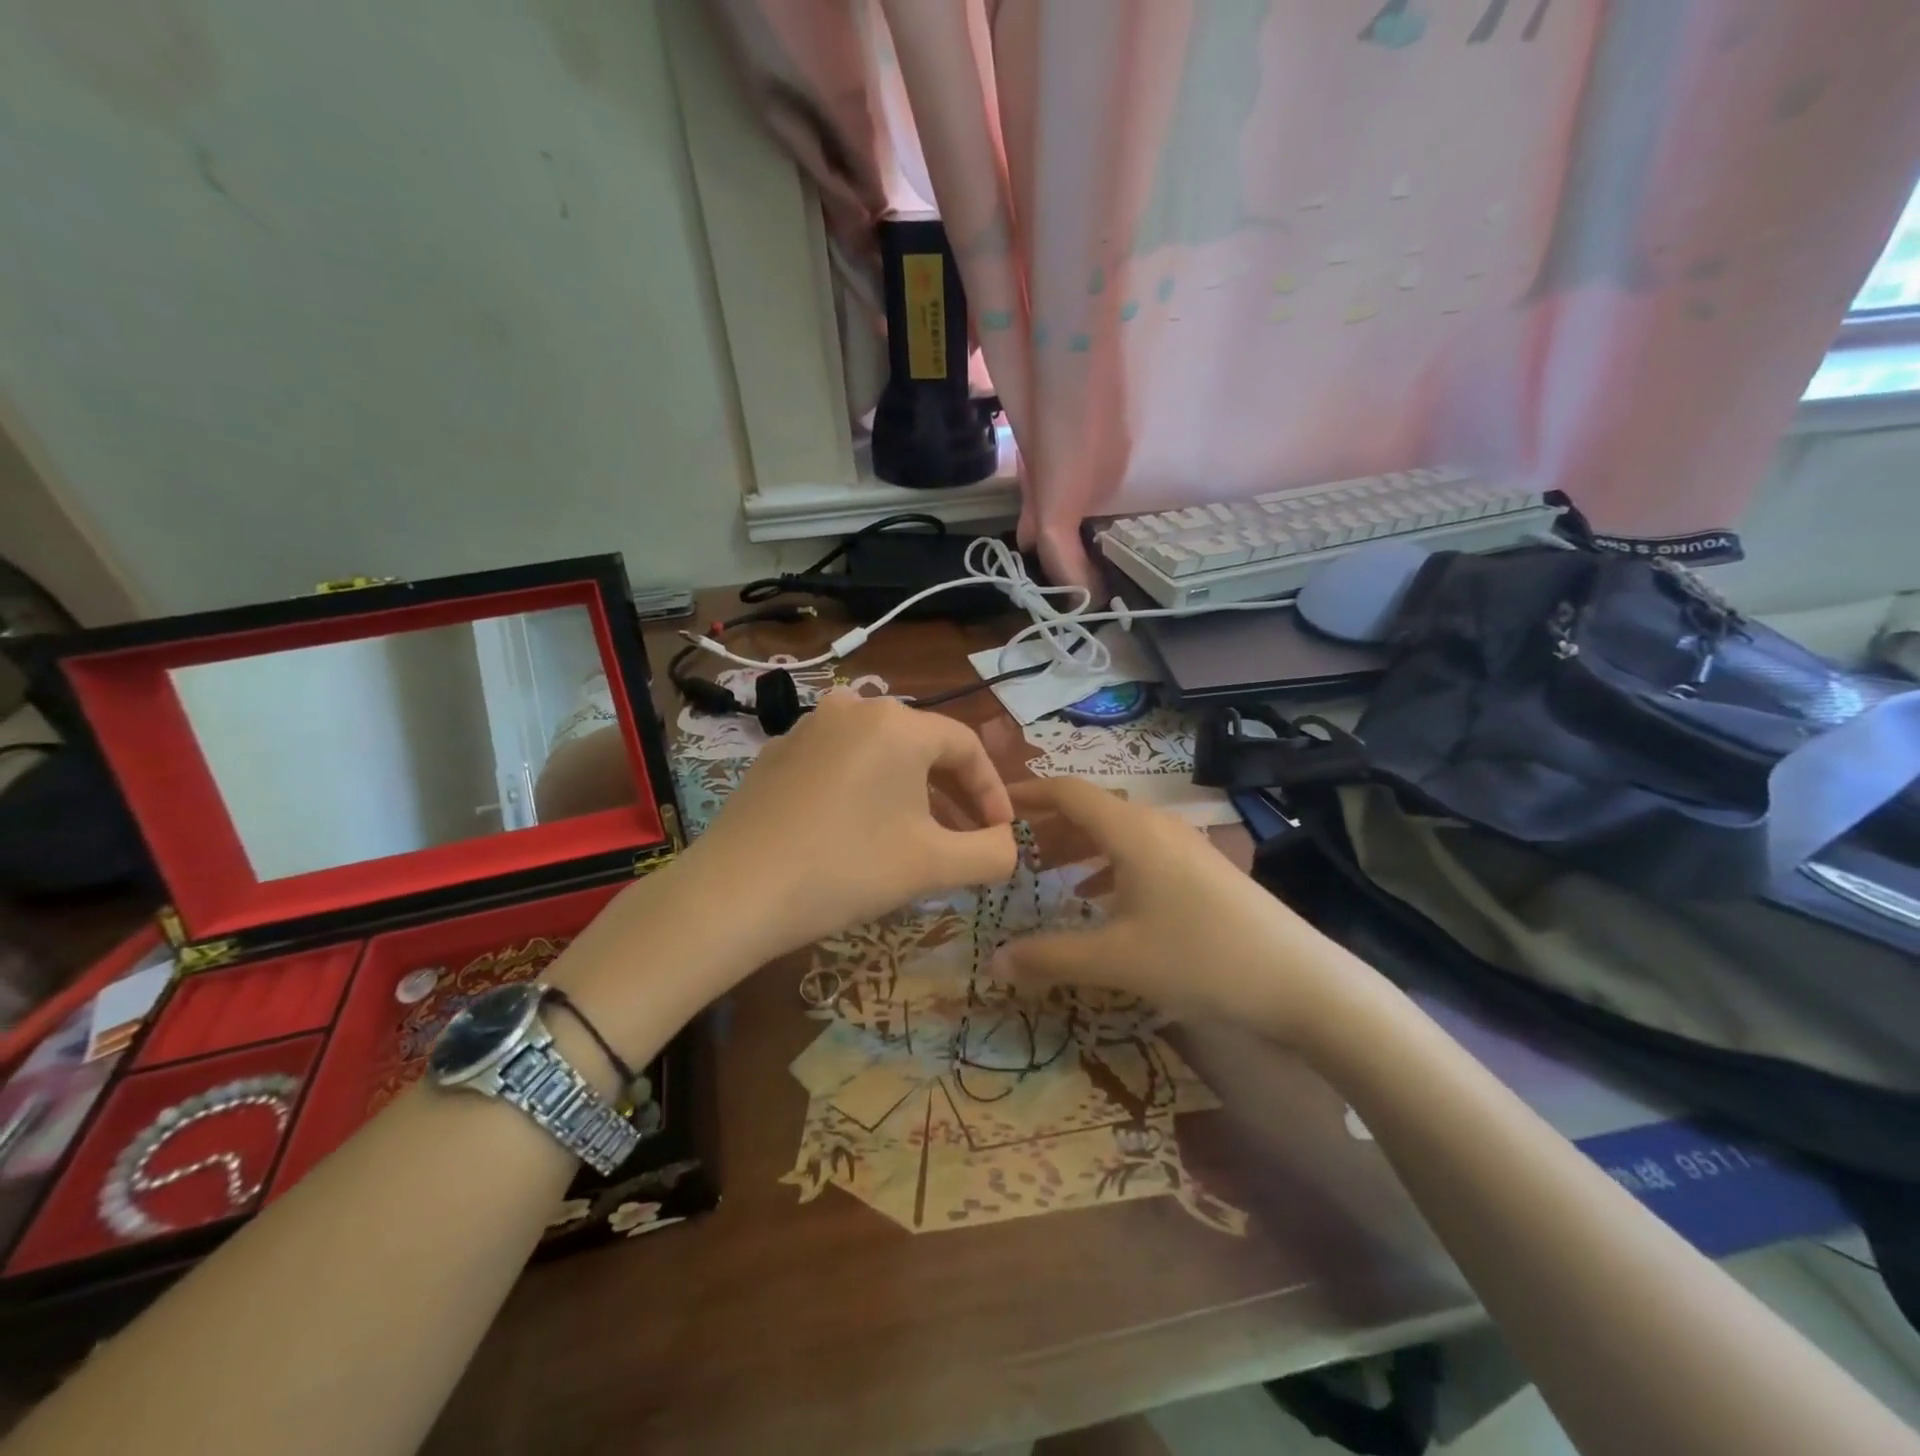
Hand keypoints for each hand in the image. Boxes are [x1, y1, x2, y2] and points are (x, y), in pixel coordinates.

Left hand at [679, 692, 1016, 964]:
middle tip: (965, 836)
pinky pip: (840, 761)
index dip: (992, 791)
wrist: (735, 892)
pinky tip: (858, 829)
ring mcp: (808, 726)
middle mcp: (854, 707)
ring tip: (916, 835)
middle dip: (952, 792)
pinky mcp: (777, 752)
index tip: (1000, 833)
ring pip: (880, 753)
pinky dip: (865, 789)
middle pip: (923, 746)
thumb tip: (1009, 846)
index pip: (966, 746)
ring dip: (909, 791)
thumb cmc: (847, 868)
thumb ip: (992, 853)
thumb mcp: (934, 865)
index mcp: (898, 723)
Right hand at [996, 778, 1367, 1043]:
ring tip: (1046, 875)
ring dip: (1079, 848)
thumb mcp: (1116, 960)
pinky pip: (1140, 854)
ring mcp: (1184, 847)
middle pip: (1091, 810)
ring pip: (1117, 834)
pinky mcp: (1202, 870)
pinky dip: (1108, 868)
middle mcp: (1156, 826)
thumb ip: (1049, 957)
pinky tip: (1098, 902)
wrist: (1300, 982)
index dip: (1028, 794)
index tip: (993, 806)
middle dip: (1049, 827)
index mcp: (1131, 830)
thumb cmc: (1200, 957)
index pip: (1068, 792)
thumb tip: (992, 962)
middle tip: (1012, 851)